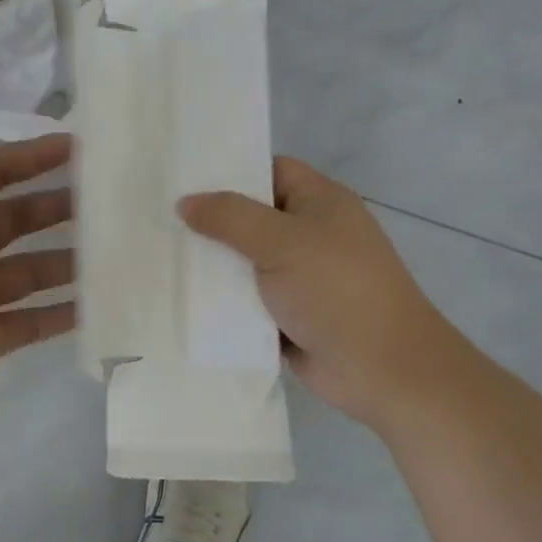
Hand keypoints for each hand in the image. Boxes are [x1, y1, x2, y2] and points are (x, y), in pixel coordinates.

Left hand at [0, 98, 74, 465]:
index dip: (28, 159)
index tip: (77, 148)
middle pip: (16, 219)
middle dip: (57, 207)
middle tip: (110, 201)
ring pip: (31, 268)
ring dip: (68, 259)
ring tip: (116, 251)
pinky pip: (33, 319)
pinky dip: (62, 312)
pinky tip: (99, 305)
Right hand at [179, 157, 467, 423]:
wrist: (383, 370)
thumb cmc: (337, 289)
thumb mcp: (281, 241)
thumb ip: (229, 217)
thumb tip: (185, 202)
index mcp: (320, 202)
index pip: (270, 170)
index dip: (231, 170)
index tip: (183, 177)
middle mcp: (311, 234)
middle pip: (251, 216)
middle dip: (211, 220)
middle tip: (159, 217)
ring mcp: (300, 277)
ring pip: (245, 260)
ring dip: (213, 264)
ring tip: (158, 254)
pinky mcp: (288, 315)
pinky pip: (247, 298)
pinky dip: (222, 299)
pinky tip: (180, 296)